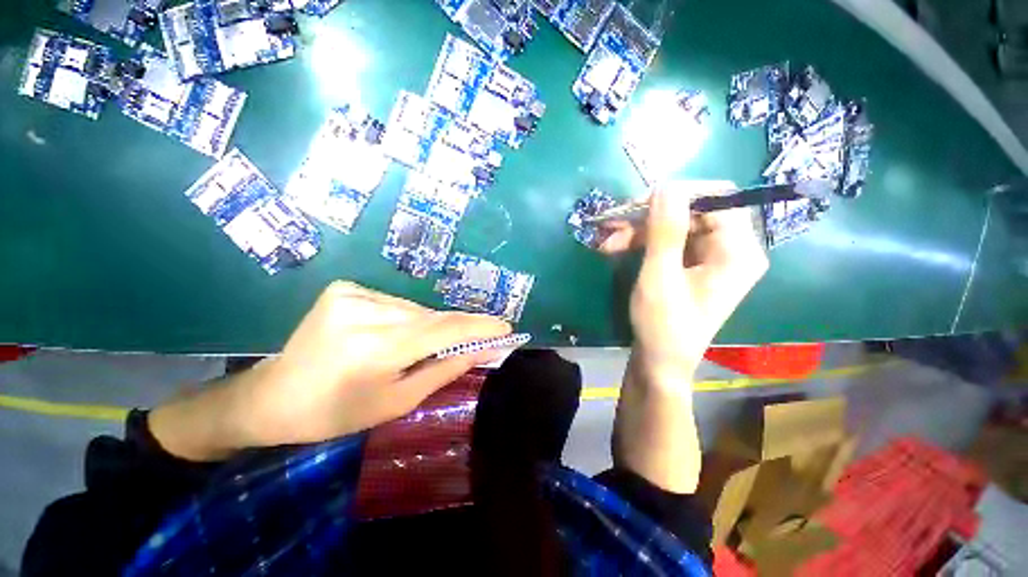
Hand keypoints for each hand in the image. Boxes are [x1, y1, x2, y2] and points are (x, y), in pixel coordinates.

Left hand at [150, 282, 509, 460]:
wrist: (274, 395)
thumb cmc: (337, 412)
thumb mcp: (397, 401)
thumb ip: (445, 369)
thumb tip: (484, 350)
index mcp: (374, 348)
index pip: (444, 330)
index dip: (479, 328)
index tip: (506, 328)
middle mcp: (364, 312)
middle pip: (432, 316)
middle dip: (461, 327)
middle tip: (484, 336)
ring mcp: (352, 294)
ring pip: (416, 309)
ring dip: (433, 325)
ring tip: (433, 345)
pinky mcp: (345, 289)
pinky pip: (397, 304)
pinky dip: (410, 318)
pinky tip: (401, 335)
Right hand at [602, 181, 767, 492]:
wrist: (659, 362)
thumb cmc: (662, 325)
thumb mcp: (659, 277)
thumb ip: (665, 230)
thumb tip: (666, 184)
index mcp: (738, 251)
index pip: (718, 198)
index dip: (678, 194)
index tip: (638, 204)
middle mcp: (732, 249)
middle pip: (693, 211)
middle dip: (649, 216)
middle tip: (614, 224)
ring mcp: (711, 257)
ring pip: (676, 225)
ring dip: (639, 230)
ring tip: (607, 241)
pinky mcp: (693, 265)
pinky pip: (669, 241)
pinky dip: (642, 242)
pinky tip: (616, 247)